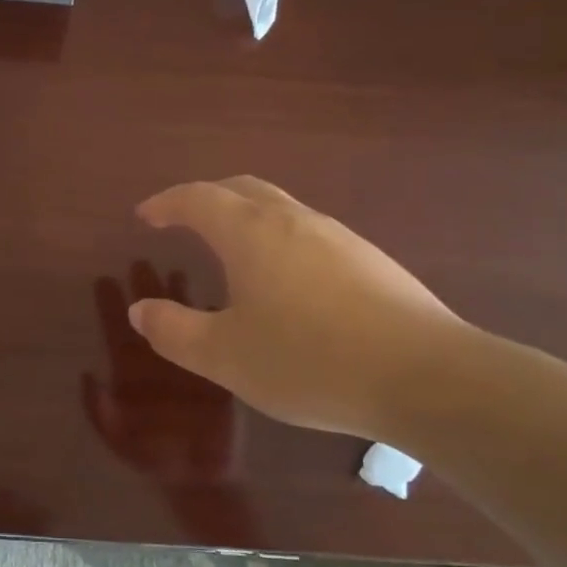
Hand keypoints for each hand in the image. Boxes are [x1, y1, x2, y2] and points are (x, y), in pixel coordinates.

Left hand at [82, 264, 239, 483]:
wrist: (200, 479)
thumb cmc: (154, 458)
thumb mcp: (118, 438)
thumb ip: (99, 410)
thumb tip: (86, 373)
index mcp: (129, 375)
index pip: (117, 333)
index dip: (109, 307)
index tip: (103, 279)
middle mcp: (157, 362)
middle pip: (147, 318)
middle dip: (142, 290)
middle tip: (139, 260)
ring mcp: (186, 363)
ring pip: (179, 321)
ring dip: (176, 297)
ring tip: (175, 269)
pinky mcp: (215, 370)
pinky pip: (212, 337)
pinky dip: (213, 318)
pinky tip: (214, 296)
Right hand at [128, 176, 469, 439]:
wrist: (426, 376)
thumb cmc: (309, 360)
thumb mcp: (225, 356)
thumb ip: (175, 331)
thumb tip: (140, 310)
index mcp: (251, 233)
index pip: (198, 198)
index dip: (166, 202)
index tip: (146, 216)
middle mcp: (294, 220)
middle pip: (242, 190)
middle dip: (206, 198)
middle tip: (183, 220)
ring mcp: (338, 237)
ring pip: (280, 209)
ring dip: (246, 218)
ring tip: (231, 252)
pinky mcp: (371, 260)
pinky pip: (309, 234)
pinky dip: (279, 241)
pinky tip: (287, 283)